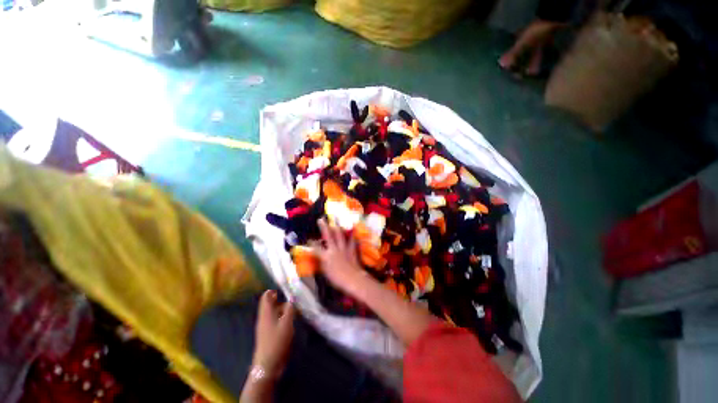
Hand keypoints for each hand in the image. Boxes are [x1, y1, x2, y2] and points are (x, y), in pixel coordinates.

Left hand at [252, 290, 294, 377]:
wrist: (268, 365)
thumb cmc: (277, 341)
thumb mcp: (287, 323)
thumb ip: (290, 309)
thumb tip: (292, 298)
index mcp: (266, 313)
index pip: (266, 297)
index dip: (274, 290)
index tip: (285, 288)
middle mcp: (264, 318)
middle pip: (270, 304)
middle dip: (281, 300)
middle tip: (293, 299)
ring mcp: (265, 327)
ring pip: (274, 312)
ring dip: (283, 309)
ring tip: (294, 309)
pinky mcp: (268, 334)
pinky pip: (275, 321)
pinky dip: (282, 317)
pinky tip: (290, 321)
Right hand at [316, 219, 368, 296]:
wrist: (353, 279)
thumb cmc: (337, 279)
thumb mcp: (326, 273)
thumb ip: (322, 263)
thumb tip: (320, 257)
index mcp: (326, 256)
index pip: (316, 248)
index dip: (312, 243)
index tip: (309, 238)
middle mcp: (334, 249)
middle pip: (328, 236)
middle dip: (324, 227)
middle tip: (321, 219)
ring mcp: (344, 248)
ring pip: (340, 235)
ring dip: (337, 227)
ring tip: (336, 220)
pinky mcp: (352, 249)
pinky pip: (352, 240)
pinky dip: (352, 235)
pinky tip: (353, 229)